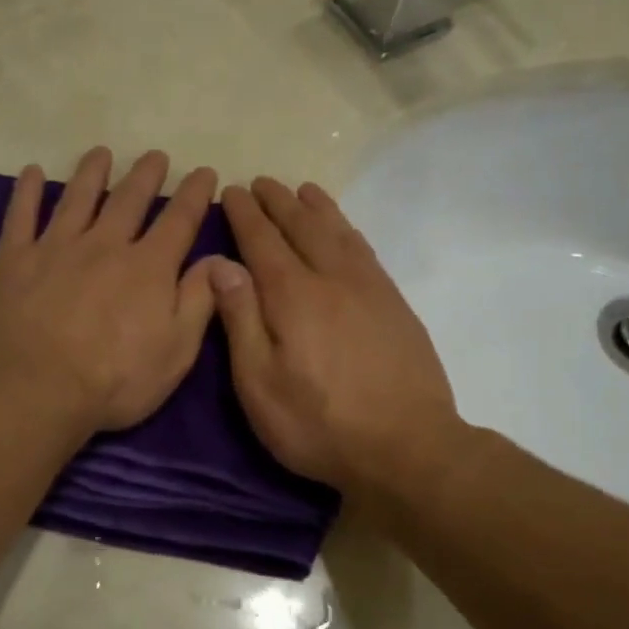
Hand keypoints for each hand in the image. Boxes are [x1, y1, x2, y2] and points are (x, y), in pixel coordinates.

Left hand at [0, 148, 220, 431]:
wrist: (33, 389)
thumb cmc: (113, 382)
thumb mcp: (175, 353)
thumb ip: (197, 302)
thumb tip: (219, 259)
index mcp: (148, 268)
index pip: (179, 220)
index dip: (195, 194)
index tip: (204, 172)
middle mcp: (104, 245)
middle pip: (129, 200)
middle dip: (146, 175)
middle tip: (155, 156)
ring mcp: (55, 248)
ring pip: (78, 198)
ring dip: (92, 172)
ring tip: (100, 153)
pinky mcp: (13, 260)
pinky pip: (20, 215)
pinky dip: (27, 191)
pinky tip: (32, 173)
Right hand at [212, 178, 470, 500]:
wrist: (407, 446)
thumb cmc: (318, 424)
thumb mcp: (259, 383)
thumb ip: (240, 320)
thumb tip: (221, 264)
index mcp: (292, 296)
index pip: (263, 242)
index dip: (246, 215)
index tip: (233, 190)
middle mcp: (332, 279)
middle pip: (302, 228)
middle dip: (279, 203)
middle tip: (261, 182)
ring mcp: (370, 289)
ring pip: (339, 233)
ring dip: (317, 208)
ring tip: (303, 190)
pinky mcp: (395, 305)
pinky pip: (366, 251)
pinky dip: (348, 229)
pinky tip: (344, 230)